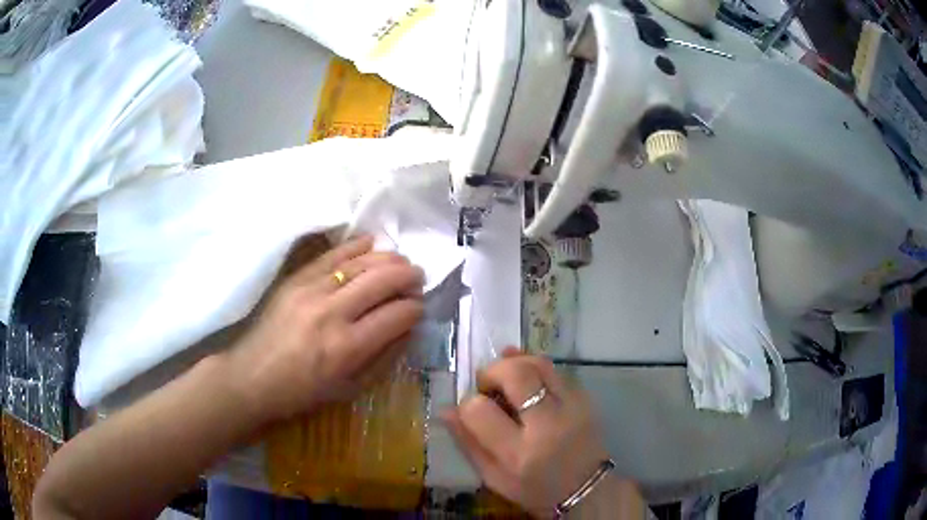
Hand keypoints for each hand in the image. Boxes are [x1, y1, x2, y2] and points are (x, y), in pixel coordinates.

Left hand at [229, 236, 424, 422]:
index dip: (415, 308)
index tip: (419, 308)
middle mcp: (332, 312)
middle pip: (383, 279)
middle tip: (417, 278)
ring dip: (389, 258)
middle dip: (409, 276)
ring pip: (361, 262)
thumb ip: (385, 358)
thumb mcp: (351, 388)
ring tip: (401, 262)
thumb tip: (408, 328)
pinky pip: (333, 254)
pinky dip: (357, 246)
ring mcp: (312, 290)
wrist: (252, 376)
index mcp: (348, 347)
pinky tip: (372, 244)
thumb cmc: (303, 392)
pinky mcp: (296, 278)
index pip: (397, 314)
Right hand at [442, 349, 616, 517]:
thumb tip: (447, 410)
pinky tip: (525, 376)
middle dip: (492, 371)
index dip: (468, 404)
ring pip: (539, 363)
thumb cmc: (534, 489)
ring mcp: (572, 408)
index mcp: (518, 454)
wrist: (586, 489)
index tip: (470, 410)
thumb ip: (468, 443)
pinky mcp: (586, 399)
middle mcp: (547, 426)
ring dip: (514, 363)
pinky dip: (535, 368)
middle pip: (515, 374)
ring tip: (505, 377)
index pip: (480, 411)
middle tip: (486, 384)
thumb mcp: (494, 478)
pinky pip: (556, 370)